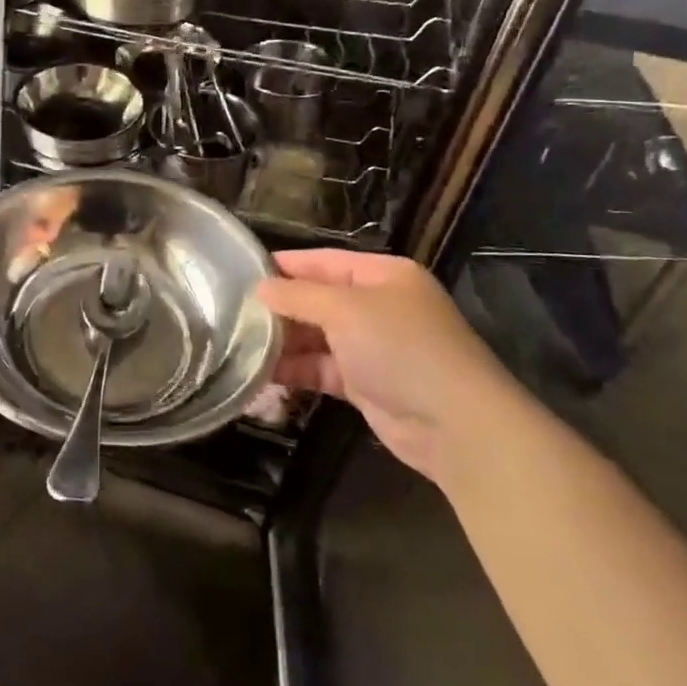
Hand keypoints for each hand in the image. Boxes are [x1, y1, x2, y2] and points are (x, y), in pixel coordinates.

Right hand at [258, 250, 517, 480]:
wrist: (454, 424)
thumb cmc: (400, 347)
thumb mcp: (344, 310)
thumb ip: (298, 296)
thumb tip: (260, 288)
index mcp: (383, 275)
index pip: (324, 261)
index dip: (285, 265)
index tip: (242, 271)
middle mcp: (379, 306)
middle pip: (319, 299)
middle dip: (280, 307)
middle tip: (232, 311)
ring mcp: (373, 346)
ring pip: (318, 336)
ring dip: (283, 341)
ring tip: (238, 343)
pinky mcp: (366, 383)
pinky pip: (322, 369)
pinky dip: (296, 370)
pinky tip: (261, 373)